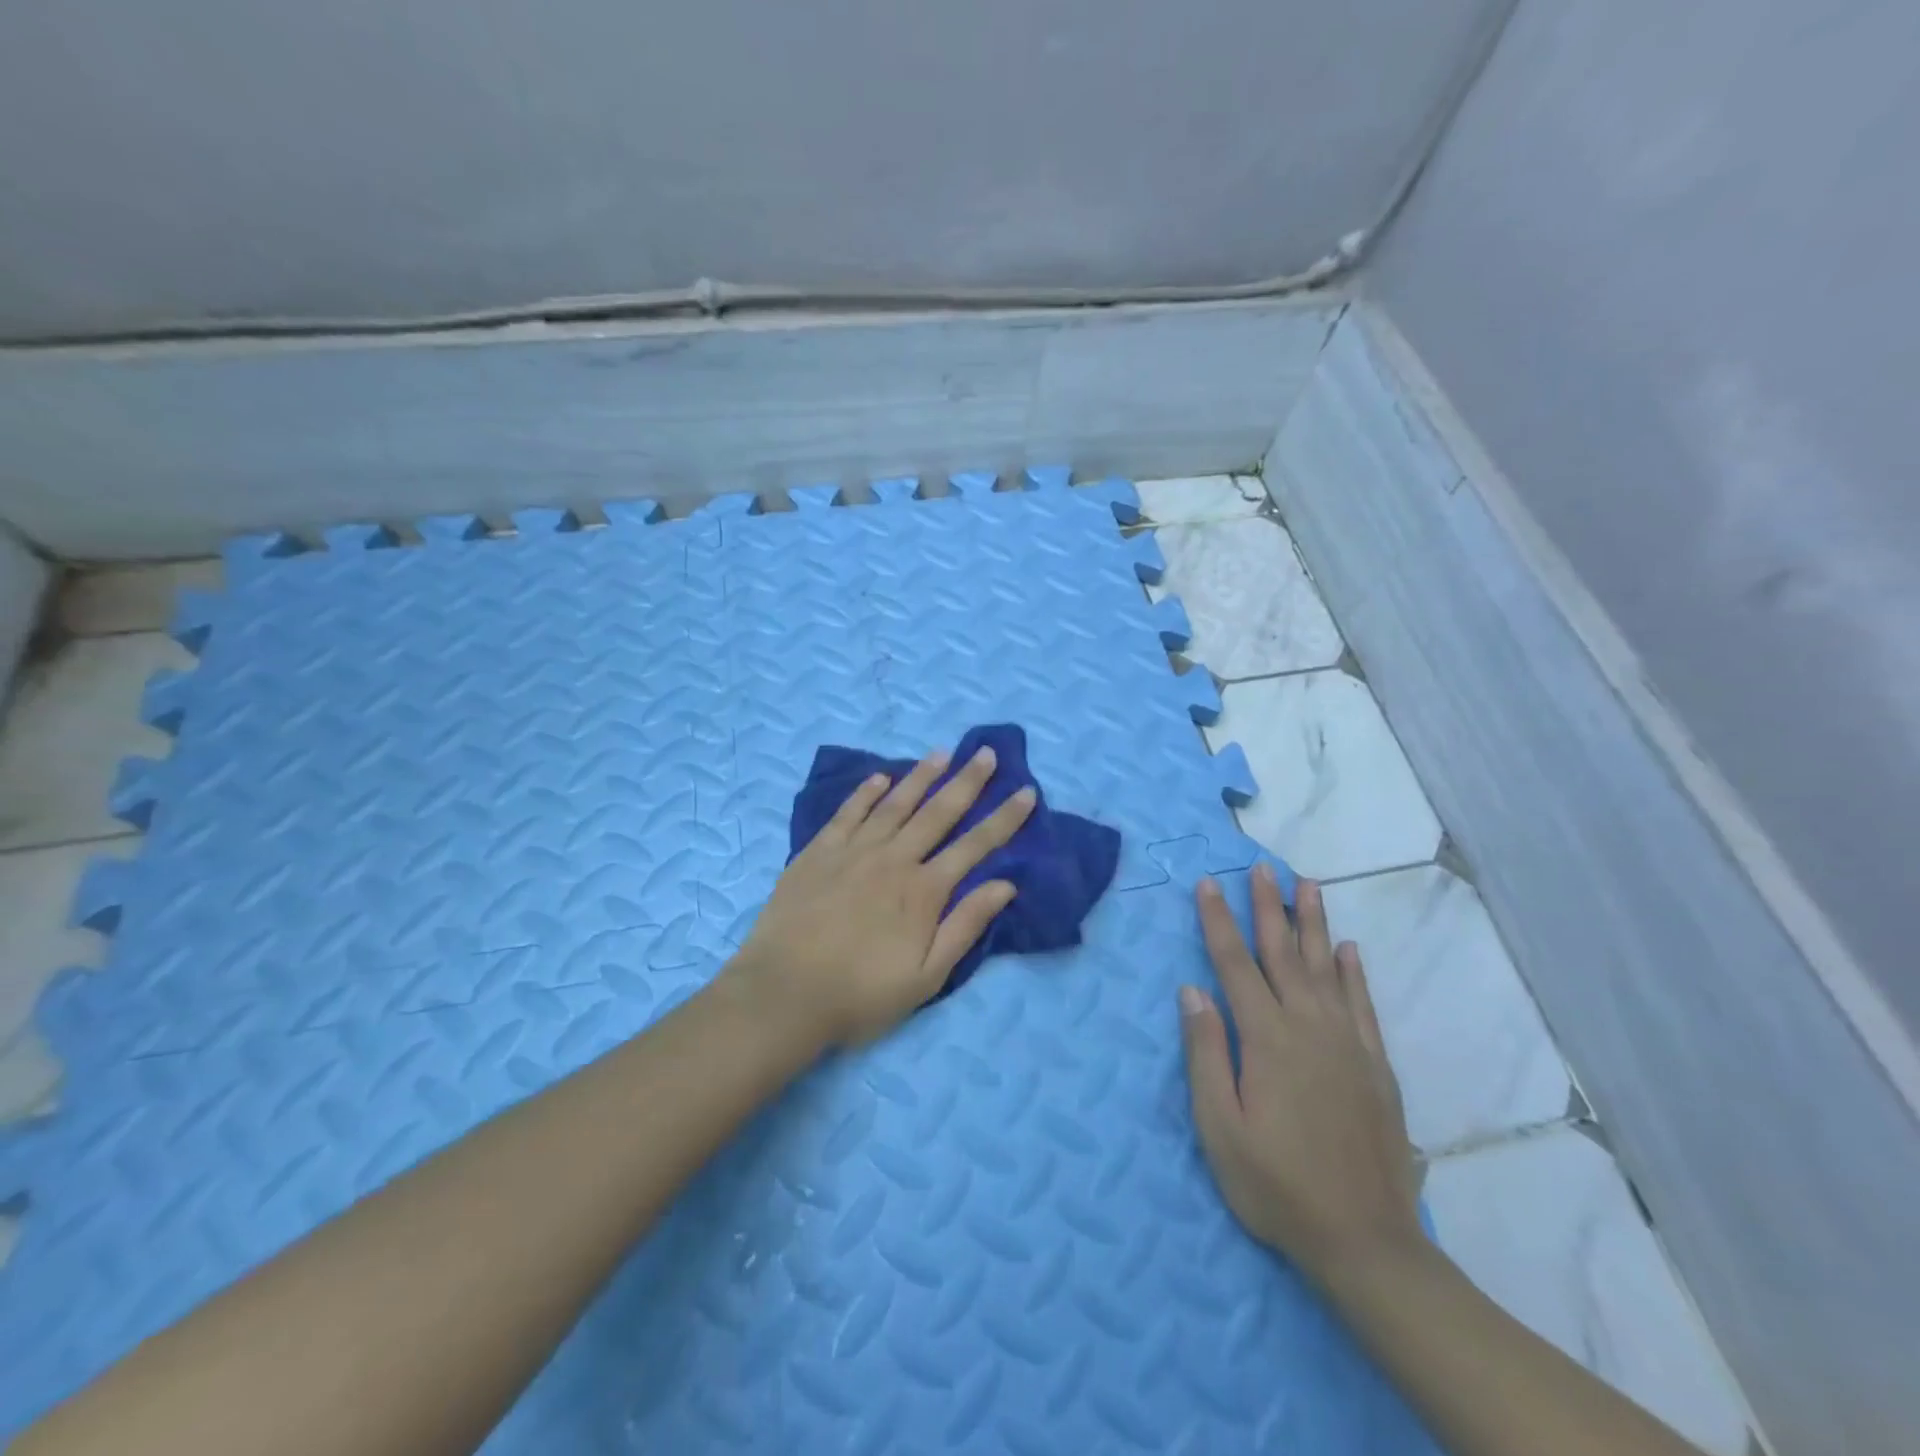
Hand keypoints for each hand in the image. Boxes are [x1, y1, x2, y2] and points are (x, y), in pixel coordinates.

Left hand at [728, 744, 1035, 1047]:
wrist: (784, 994)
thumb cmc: (861, 994)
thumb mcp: (927, 976)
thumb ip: (965, 926)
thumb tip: (1005, 884)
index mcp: (923, 890)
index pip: (975, 845)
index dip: (1004, 818)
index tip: (1026, 791)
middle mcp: (893, 859)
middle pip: (938, 812)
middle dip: (967, 781)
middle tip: (985, 753)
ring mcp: (853, 851)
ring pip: (895, 803)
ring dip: (921, 777)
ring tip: (942, 753)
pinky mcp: (817, 852)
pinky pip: (847, 813)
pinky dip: (865, 792)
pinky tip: (879, 778)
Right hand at [1180, 867, 1423, 1281]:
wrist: (1365, 1241)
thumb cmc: (1276, 1185)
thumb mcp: (1219, 1126)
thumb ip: (1206, 1053)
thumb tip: (1192, 991)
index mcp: (1266, 1038)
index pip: (1235, 964)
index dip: (1218, 921)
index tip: (1208, 883)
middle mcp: (1309, 1027)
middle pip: (1283, 953)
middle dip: (1268, 907)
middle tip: (1262, 867)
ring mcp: (1348, 1044)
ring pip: (1327, 967)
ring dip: (1313, 924)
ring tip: (1308, 886)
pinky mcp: (1375, 1066)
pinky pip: (1362, 1005)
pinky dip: (1354, 973)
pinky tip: (1349, 949)